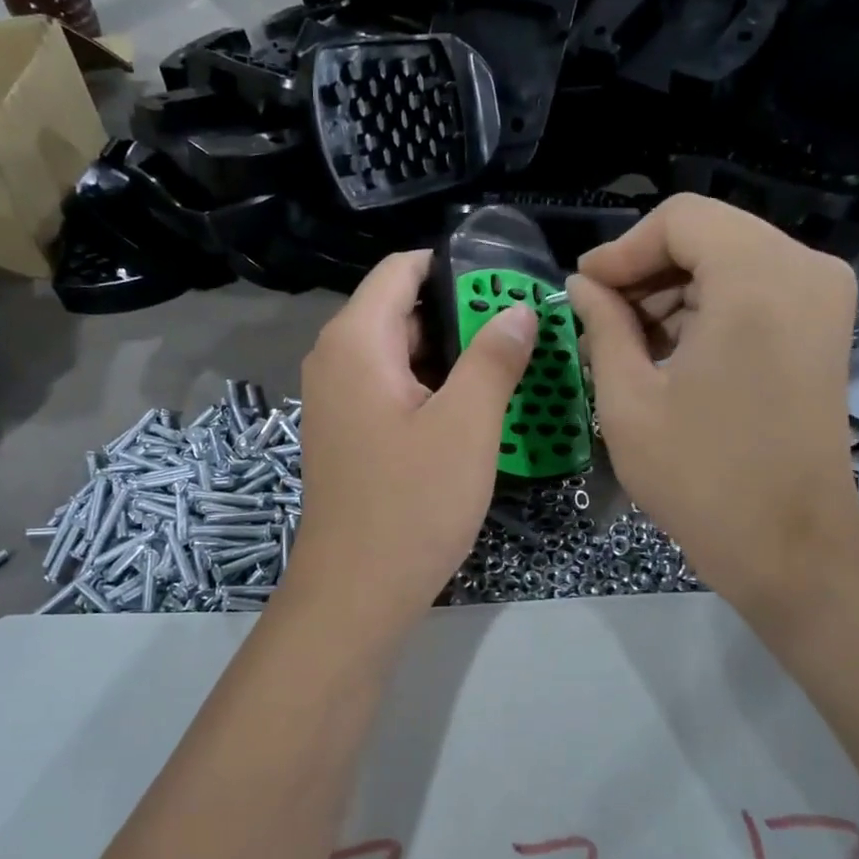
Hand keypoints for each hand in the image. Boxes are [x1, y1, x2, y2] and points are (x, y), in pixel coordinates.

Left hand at [288, 250, 536, 627]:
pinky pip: (391, 387)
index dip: (455, 267)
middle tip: (523, 328)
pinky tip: (473, 407)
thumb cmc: (412, 504)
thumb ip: (494, 357)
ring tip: (510, 364)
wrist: (357, 591)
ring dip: (451, 354)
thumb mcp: (466, 425)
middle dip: (462, 314)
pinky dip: (431, 386)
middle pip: (401, 309)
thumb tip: (519, 308)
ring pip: (399, 352)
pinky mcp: (347, 431)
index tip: (509, 281)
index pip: (401, 269)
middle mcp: (336, 359)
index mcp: (355, 341)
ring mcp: (337, 398)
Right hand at [569, 195, 858, 622]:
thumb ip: (601, 325)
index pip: (680, 219)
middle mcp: (804, 270)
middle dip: (646, 272)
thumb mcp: (628, 398)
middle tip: (599, 320)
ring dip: (673, 294)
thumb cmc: (700, 476)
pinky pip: (754, 290)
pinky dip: (707, 310)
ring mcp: (823, 298)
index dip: (622, 250)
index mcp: (757, 279)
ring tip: (628, 345)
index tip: (584, 292)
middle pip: (707, 234)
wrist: (789, 547)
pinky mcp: (823, 327)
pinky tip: (670, 355)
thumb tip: (582, 286)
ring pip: (729, 260)